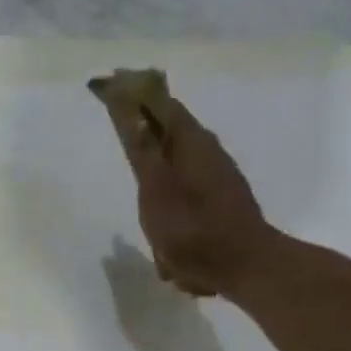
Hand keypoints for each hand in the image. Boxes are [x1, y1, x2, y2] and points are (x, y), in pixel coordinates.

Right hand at [91, 75, 283, 298]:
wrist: (244, 267)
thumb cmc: (193, 230)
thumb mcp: (157, 191)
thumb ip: (142, 150)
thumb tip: (127, 104)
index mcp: (190, 142)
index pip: (158, 103)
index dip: (132, 93)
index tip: (107, 83)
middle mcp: (208, 152)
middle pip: (169, 130)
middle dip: (145, 125)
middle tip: (119, 120)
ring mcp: (218, 179)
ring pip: (179, 163)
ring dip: (159, 164)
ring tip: (139, 174)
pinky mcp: (220, 204)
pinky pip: (187, 191)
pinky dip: (171, 194)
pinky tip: (163, 218)